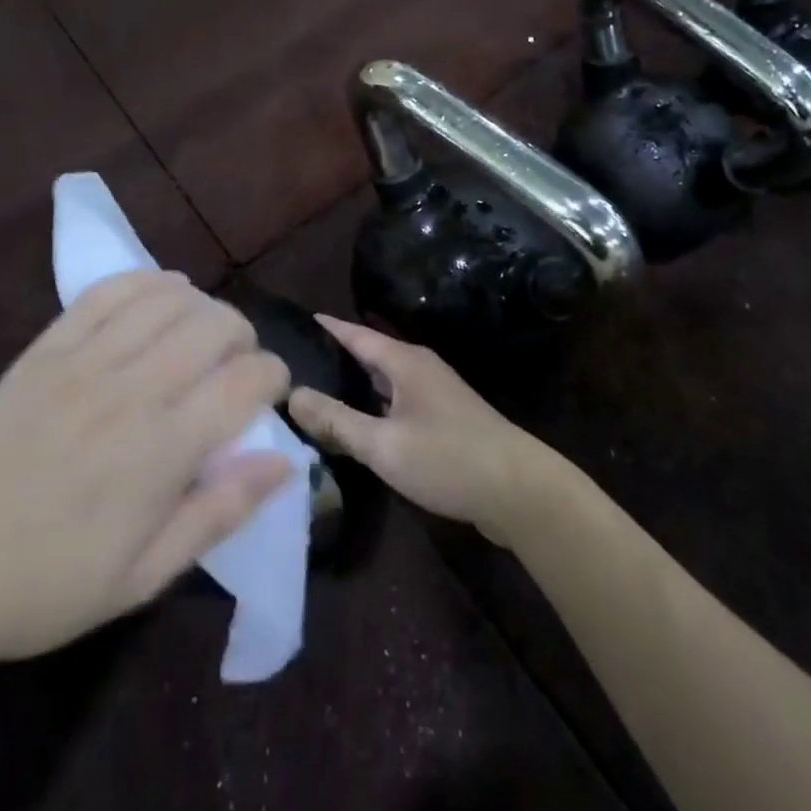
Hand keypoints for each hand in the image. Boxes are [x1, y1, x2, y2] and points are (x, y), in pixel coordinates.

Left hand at [0, 271, 292, 672]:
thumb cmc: (47, 585)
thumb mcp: (144, 577)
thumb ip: (220, 513)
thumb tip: (286, 464)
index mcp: (161, 451)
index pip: (246, 381)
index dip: (273, 376)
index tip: (271, 392)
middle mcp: (131, 391)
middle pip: (215, 325)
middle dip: (243, 336)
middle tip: (237, 364)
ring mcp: (84, 361)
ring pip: (168, 299)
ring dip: (202, 306)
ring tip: (202, 332)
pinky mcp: (47, 348)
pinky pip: (108, 291)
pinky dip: (147, 282)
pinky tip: (161, 297)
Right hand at [286, 316, 564, 546]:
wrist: (518, 491)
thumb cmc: (448, 459)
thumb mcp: (384, 444)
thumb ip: (336, 421)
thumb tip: (291, 394)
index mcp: (405, 362)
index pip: (356, 335)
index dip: (328, 327)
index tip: (298, 319)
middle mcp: (420, 370)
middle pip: (370, 356)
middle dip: (336, 357)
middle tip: (295, 363)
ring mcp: (435, 395)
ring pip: (384, 382)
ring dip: (355, 385)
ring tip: (316, 392)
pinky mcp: (444, 421)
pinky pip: (397, 404)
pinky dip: (373, 408)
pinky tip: (356, 427)